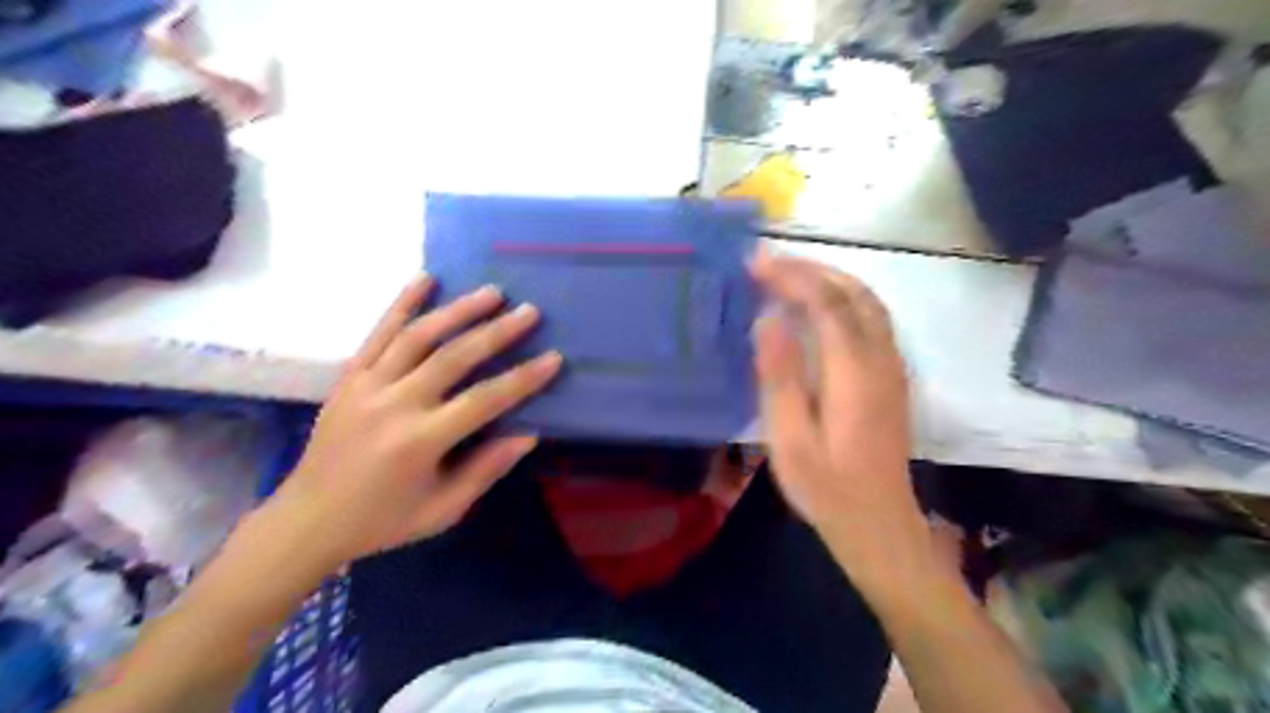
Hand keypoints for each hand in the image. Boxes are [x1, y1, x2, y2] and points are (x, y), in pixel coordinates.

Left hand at [269, 275, 559, 569]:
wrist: (307, 519)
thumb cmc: (383, 520)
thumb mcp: (443, 510)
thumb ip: (485, 470)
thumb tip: (527, 434)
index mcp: (419, 442)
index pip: (483, 401)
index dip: (522, 379)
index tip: (554, 358)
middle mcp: (394, 405)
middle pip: (454, 358)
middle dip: (497, 332)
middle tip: (529, 312)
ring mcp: (367, 385)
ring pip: (418, 337)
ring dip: (458, 310)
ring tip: (492, 292)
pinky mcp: (349, 377)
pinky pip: (378, 333)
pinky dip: (402, 303)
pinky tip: (426, 279)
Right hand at [745, 251, 935, 595]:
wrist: (879, 524)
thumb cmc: (826, 487)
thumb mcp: (789, 438)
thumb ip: (779, 375)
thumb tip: (768, 318)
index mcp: (853, 371)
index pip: (825, 302)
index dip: (790, 276)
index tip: (753, 263)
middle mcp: (881, 359)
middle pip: (853, 292)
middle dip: (810, 269)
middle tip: (767, 264)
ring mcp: (892, 367)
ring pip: (868, 302)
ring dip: (829, 279)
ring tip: (788, 276)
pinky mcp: (892, 377)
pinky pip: (872, 319)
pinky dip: (843, 298)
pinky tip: (819, 308)